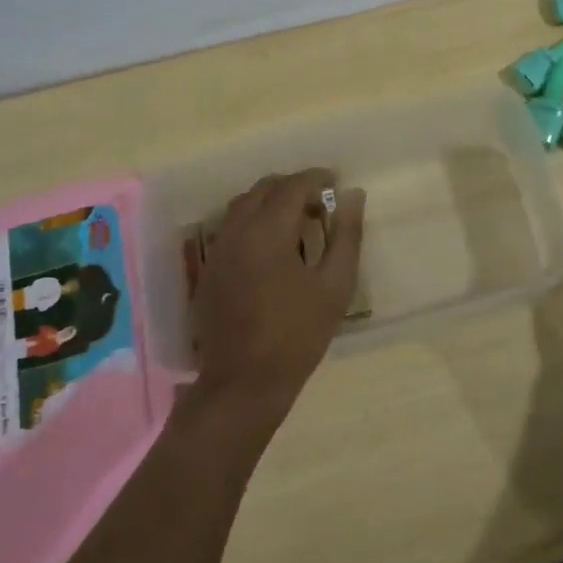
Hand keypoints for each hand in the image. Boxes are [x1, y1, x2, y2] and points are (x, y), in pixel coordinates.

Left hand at [187, 168, 365, 413]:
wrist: (244, 382)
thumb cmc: (297, 334)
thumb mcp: (334, 286)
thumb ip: (346, 235)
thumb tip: (353, 196)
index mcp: (267, 231)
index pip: (292, 186)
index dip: (317, 179)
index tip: (337, 185)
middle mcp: (236, 231)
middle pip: (264, 189)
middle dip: (294, 188)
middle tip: (320, 204)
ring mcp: (218, 250)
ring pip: (243, 205)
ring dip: (271, 203)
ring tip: (298, 222)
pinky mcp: (209, 269)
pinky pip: (231, 227)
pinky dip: (254, 221)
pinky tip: (273, 247)